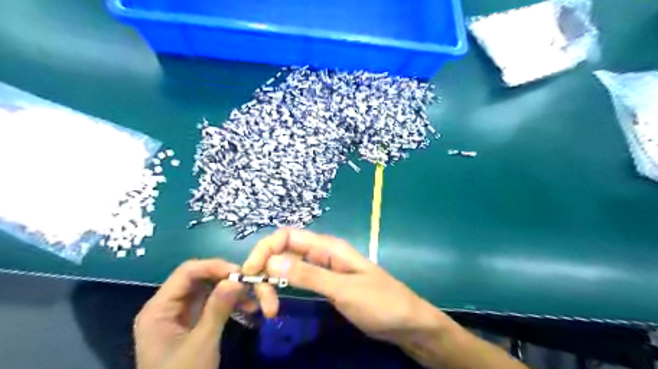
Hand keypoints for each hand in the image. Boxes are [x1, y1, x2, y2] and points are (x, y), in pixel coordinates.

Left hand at [133, 259, 243, 368]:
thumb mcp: (202, 344)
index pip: (187, 272)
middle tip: (249, 284)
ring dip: (231, 291)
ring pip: (208, 290)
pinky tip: (247, 308)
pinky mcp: (191, 323)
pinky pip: (212, 304)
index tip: (240, 272)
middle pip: (199, 279)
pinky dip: (229, 303)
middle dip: (225, 279)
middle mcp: (167, 306)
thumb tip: (236, 279)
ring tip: (252, 299)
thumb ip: (217, 309)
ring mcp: (179, 314)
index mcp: (159, 308)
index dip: (214, 266)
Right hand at [241, 227, 451, 345]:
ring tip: (269, 309)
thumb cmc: (380, 302)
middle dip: (266, 270)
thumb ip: (309, 274)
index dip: (265, 250)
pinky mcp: (325, 284)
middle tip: (263, 304)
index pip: (287, 236)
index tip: (251, 274)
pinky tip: (276, 302)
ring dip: (272, 282)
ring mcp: (323, 269)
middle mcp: (322, 253)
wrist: (406, 322)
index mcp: (328, 247)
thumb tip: (272, 260)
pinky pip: (297, 279)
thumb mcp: (343, 289)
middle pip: (283, 251)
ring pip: (288, 266)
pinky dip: (282, 287)